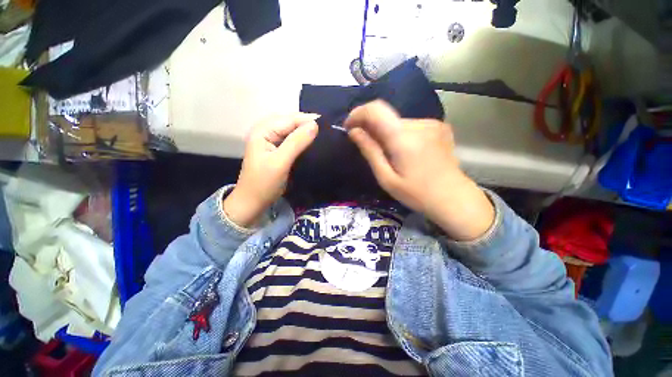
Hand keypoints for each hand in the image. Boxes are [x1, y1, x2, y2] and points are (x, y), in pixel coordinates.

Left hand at [224, 114, 318, 227]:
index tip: (328, 124)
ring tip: (323, 135)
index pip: (290, 119)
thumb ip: (296, 142)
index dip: (308, 120)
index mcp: (263, 130)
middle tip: (327, 130)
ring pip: (292, 131)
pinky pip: (292, 140)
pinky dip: (302, 141)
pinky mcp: (276, 150)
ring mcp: (271, 141)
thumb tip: (315, 125)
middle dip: (308, 125)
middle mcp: (266, 131)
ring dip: (306, 133)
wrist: (253, 202)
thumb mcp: (280, 162)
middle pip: (291, 123)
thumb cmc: (264, 183)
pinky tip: (312, 143)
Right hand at [344, 100, 493, 240]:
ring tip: (387, 154)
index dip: (358, 113)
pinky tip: (404, 152)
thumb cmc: (416, 194)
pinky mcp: (439, 127)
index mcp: (403, 138)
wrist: (453, 198)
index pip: (376, 110)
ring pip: (398, 122)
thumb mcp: (387, 178)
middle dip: (371, 127)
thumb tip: (354, 132)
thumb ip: (370, 151)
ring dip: (386, 132)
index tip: (349, 127)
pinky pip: (411, 126)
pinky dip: (400, 134)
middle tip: (366, 146)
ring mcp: (432, 124)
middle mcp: (419, 124)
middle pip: (386, 116)